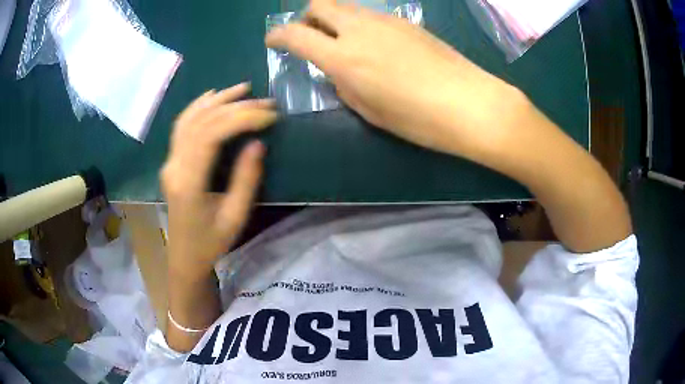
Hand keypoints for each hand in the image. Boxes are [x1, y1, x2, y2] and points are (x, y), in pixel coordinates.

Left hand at [161, 83, 276, 277]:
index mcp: (189, 182)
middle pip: (203, 122)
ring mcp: (169, 161)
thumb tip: (258, 143)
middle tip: (266, 103)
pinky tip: (213, 96)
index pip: (212, 134)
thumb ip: (246, 179)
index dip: (242, 118)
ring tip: (243, 89)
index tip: (270, 116)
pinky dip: (198, 106)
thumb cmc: (210, 243)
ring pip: (190, 118)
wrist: (183, 257)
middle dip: (236, 107)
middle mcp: (174, 165)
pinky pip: (182, 126)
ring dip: (217, 100)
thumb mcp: (235, 217)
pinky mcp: (171, 161)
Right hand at [265, 0, 526, 158]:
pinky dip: (359, 23)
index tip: (274, 41)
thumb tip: (336, 70)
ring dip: (334, 19)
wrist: (471, 103)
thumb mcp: (370, 110)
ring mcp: (385, 21)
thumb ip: (344, 84)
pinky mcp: (406, 22)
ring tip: (343, 42)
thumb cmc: (419, 118)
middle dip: (307, 18)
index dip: (278, 35)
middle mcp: (359, 29)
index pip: (296, 34)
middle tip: (311, 37)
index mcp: (344, 56)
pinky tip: (373, 45)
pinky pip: (370, 15)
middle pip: (319, 4)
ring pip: (346, 6)